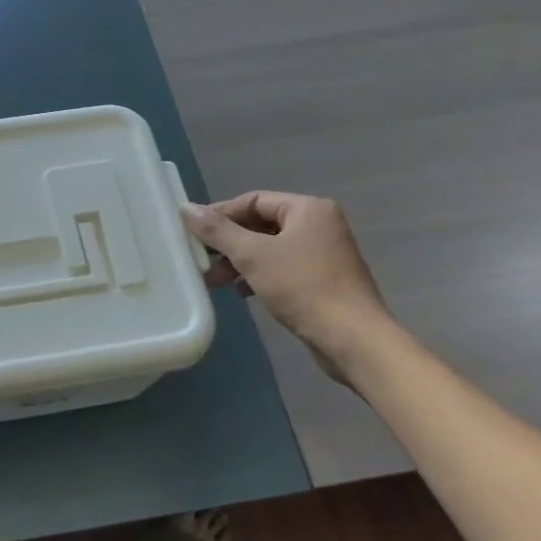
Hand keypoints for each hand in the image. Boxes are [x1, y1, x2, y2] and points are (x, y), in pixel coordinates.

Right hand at [181, 192, 388, 370]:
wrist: (354, 340)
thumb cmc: (302, 288)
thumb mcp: (252, 256)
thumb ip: (218, 231)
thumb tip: (186, 208)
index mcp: (308, 209)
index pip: (253, 200)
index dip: (220, 214)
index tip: (194, 232)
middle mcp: (319, 225)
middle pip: (260, 224)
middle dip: (228, 243)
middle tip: (201, 260)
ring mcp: (325, 253)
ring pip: (270, 248)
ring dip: (240, 262)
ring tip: (215, 280)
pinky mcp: (324, 280)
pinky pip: (283, 268)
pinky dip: (259, 276)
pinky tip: (241, 293)